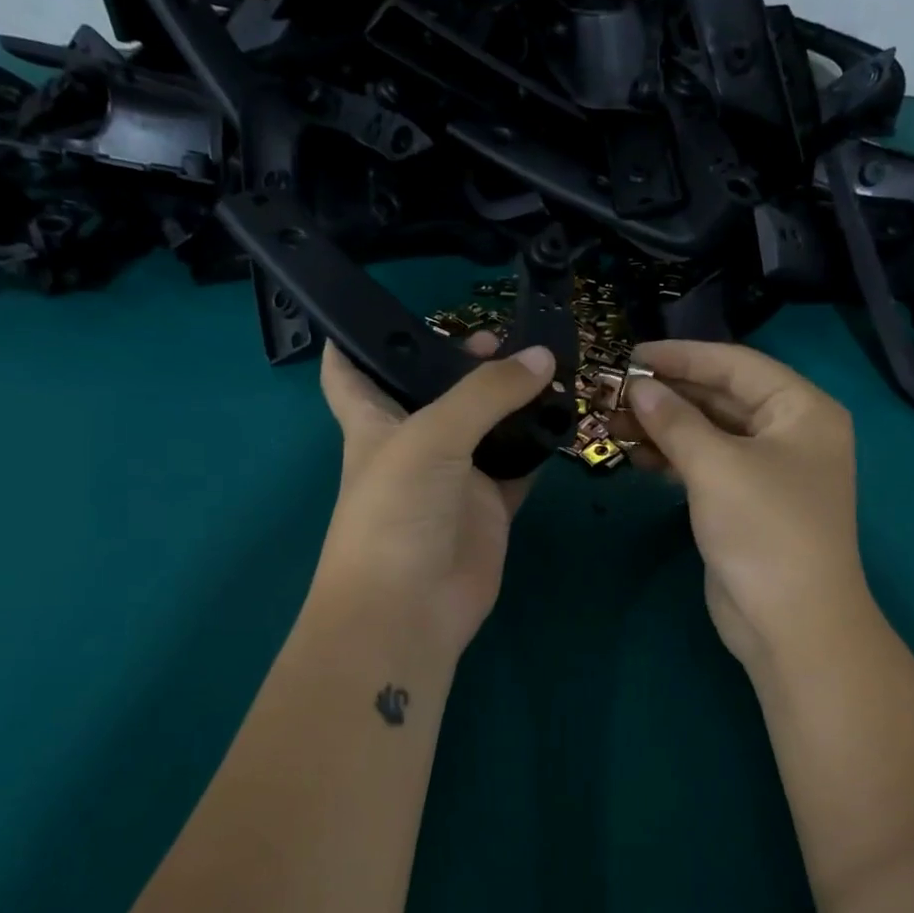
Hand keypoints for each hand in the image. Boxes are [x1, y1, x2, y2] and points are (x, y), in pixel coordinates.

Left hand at [309, 335, 555, 661]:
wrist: (411, 607)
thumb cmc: (395, 512)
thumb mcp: (431, 437)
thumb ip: (487, 393)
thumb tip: (544, 357)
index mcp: (374, 421)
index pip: (349, 369)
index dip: (356, 336)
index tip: (381, 305)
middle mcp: (413, 443)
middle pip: (435, 391)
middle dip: (463, 360)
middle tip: (506, 334)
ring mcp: (455, 477)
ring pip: (486, 426)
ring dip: (511, 401)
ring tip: (549, 363)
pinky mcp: (489, 507)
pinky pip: (518, 467)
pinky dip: (538, 446)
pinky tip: (564, 416)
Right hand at [624, 340, 873, 669]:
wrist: (791, 622)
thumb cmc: (764, 530)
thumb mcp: (717, 466)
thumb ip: (674, 420)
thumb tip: (637, 386)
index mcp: (801, 410)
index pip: (735, 365)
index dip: (682, 356)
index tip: (629, 353)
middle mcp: (789, 433)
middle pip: (721, 398)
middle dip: (667, 394)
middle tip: (611, 390)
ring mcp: (767, 471)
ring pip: (709, 434)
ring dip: (663, 427)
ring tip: (610, 421)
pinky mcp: (745, 504)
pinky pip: (705, 466)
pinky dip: (672, 458)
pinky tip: (634, 453)